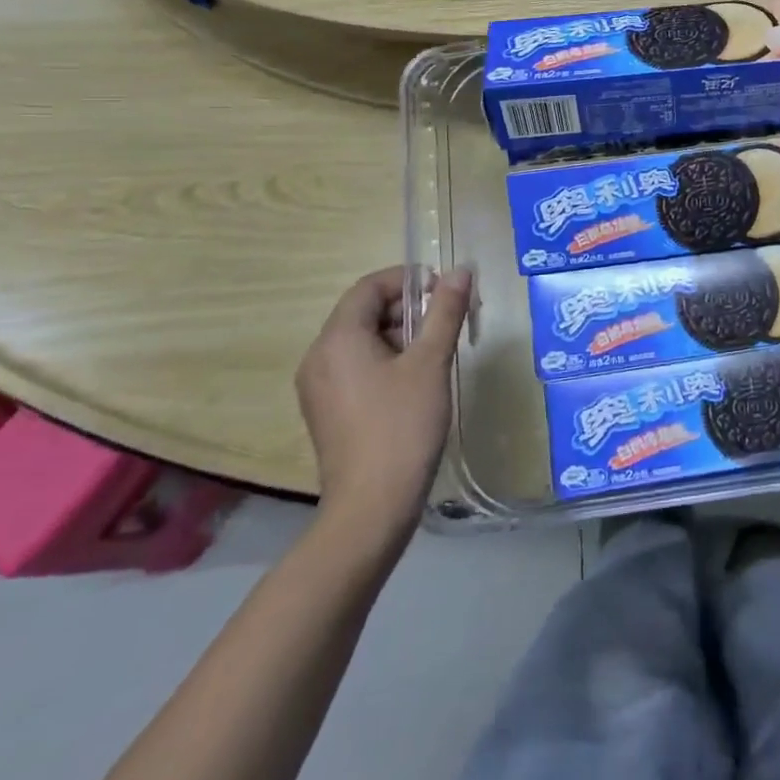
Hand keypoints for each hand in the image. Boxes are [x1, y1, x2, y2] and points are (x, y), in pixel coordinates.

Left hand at [296, 265, 473, 534]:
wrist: (371, 508)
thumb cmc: (402, 426)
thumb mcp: (431, 362)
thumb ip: (445, 311)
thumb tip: (461, 270)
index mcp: (338, 338)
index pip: (370, 286)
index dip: (408, 279)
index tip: (445, 289)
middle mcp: (319, 356)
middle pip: (364, 311)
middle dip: (408, 308)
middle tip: (449, 319)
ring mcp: (318, 387)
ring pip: (361, 340)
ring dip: (399, 334)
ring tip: (437, 351)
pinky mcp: (326, 411)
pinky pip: (355, 367)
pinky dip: (385, 360)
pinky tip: (415, 381)